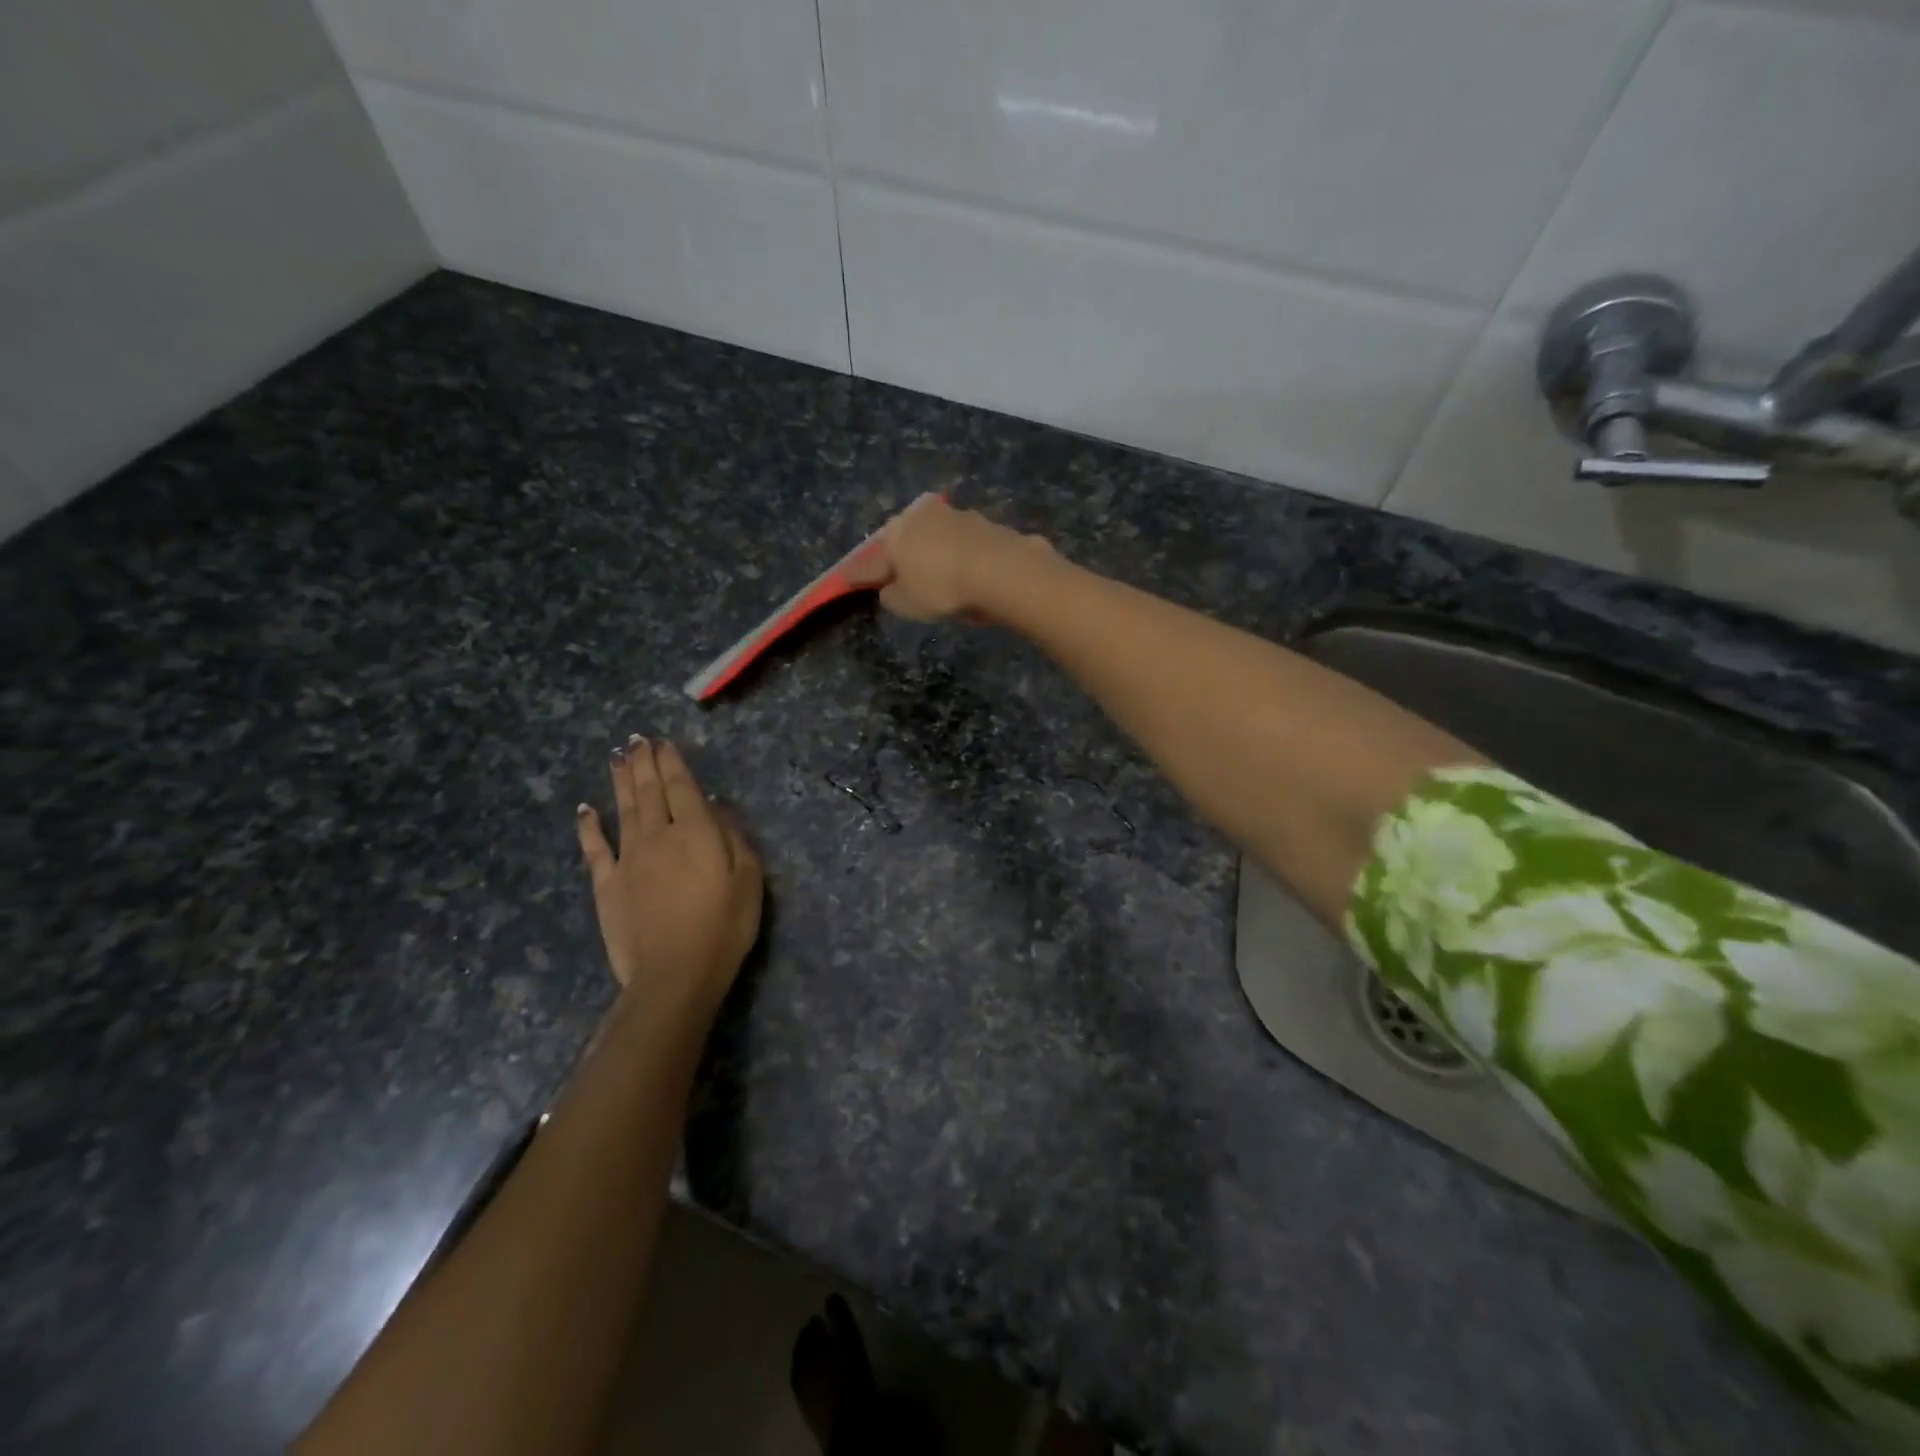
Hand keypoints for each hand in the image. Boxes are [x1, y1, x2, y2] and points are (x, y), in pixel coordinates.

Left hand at [575, 737, 762, 1018]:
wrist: (675, 974)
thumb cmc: (723, 927)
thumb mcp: (748, 880)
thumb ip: (734, 837)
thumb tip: (716, 804)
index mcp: (696, 832)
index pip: (682, 787)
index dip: (672, 762)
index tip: (662, 742)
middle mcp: (659, 835)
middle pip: (649, 791)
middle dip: (644, 763)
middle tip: (636, 740)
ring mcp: (628, 859)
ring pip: (623, 809)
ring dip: (620, 781)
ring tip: (617, 757)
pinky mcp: (607, 884)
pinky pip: (595, 848)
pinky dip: (589, 826)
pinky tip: (585, 809)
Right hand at [847, 494, 1049, 621]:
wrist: (1002, 570)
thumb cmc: (942, 587)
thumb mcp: (906, 603)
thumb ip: (891, 596)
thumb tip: (890, 589)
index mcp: (896, 532)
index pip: (871, 558)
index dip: (860, 573)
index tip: (850, 580)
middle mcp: (923, 515)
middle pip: (905, 539)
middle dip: (900, 556)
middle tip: (898, 576)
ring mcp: (957, 516)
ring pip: (936, 538)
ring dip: (933, 553)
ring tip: (936, 576)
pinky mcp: (986, 524)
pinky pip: (963, 545)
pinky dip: (959, 557)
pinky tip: (965, 573)